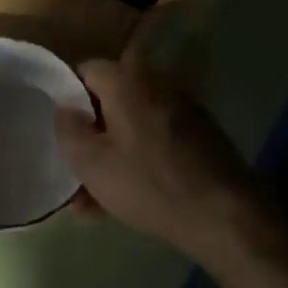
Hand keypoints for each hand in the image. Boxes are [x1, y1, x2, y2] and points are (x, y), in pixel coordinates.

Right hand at [54, 59, 257, 253]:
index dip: (67, 94)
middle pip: (111, 100)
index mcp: (127, 83)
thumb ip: (68, 129)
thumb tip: (64, 108)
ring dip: (112, 153)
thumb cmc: (149, 184)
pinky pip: (156, 142)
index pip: (86, 69)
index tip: (59, 125)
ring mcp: (184, 112)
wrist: (227, 218)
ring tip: (94, 198)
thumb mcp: (91, 163)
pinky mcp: (202, 138)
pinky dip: (139, 161)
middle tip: (76, 165)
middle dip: (91, 132)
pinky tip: (127, 199)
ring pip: (133, 127)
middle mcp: (157, 86)